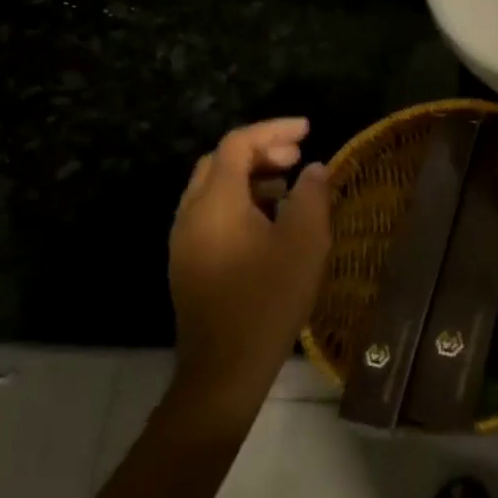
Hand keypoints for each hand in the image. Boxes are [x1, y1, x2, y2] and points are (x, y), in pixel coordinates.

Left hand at [168, 118, 332, 423]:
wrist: (224, 368)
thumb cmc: (268, 300)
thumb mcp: (304, 243)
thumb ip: (311, 196)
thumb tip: (313, 169)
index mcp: (215, 203)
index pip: (237, 144)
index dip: (274, 129)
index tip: (308, 130)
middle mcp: (191, 214)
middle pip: (219, 161)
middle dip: (260, 150)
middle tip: (297, 157)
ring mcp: (185, 240)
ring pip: (213, 188)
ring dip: (250, 176)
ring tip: (288, 186)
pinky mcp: (188, 262)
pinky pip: (212, 213)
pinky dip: (240, 201)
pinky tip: (270, 221)